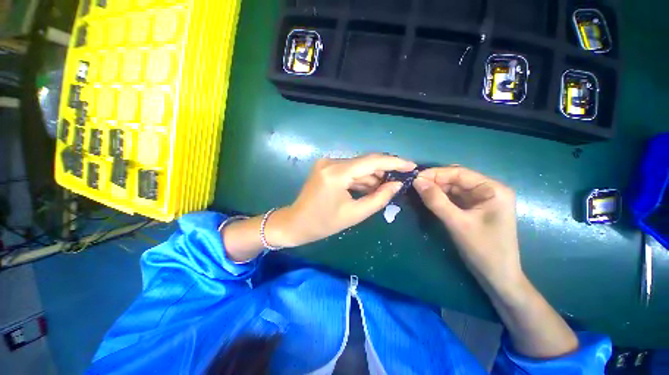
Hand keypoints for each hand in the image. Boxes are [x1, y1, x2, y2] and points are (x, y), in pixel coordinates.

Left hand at [270, 154, 415, 246]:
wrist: (296, 223)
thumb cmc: (323, 223)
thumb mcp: (354, 214)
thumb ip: (379, 198)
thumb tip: (397, 185)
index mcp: (336, 173)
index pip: (371, 161)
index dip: (394, 162)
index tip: (411, 165)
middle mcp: (331, 162)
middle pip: (365, 162)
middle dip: (384, 170)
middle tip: (401, 179)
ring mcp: (327, 163)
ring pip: (358, 166)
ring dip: (373, 176)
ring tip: (387, 186)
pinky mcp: (326, 167)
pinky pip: (350, 170)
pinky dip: (361, 178)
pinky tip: (371, 186)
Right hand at [412, 166, 521, 288]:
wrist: (498, 277)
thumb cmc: (484, 249)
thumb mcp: (457, 223)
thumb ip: (436, 201)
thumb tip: (416, 181)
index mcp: (492, 189)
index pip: (459, 173)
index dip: (435, 174)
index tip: (414, 178)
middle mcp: (488, 190)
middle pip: (456, 179)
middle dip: (434, 181)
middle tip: (413, 186)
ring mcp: (481, 200)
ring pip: (453, 188)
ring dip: (436, 189)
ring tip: (417, 191)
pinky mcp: (474, 209)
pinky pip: (454, 198)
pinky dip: (440, 198)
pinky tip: (428, 198)